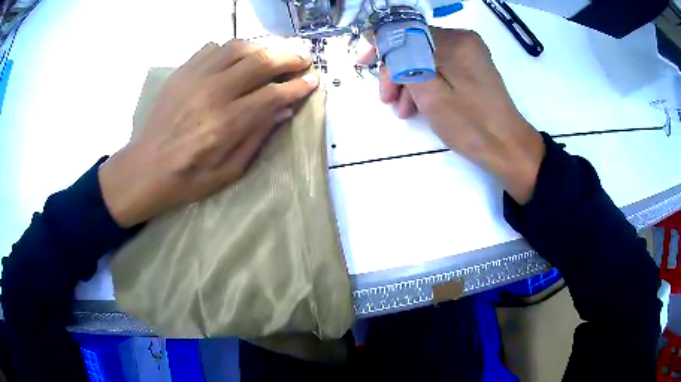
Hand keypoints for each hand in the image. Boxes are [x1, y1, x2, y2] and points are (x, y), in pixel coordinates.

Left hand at [99, 40, 318, 226]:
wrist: (145, 168)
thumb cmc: (187, 178)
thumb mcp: (228, 172)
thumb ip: (257, 138)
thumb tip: (283, 111)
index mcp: (226, 123)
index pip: (272, 94)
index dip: (297, 86)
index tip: (312, 81)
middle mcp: (212, 93)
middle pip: (260, 61)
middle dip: (288, 57)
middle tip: (302, 59)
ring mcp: (194, 78)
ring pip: (238, 47)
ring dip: (262, 48)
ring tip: (272, 56)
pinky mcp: (182, 72)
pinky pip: (212, 48)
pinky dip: (230, 49)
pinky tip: (235, 60)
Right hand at [359, 28, 544, 203]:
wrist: (508, 148)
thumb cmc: (471, 125)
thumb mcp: (431, 94)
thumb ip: (404, 62)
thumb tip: (383, 38)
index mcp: (455, 42)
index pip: (407, 32)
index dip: (382, 46)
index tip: (363, 63)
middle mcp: (464, 40)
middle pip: (416, 45)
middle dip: (397, 70)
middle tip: (387, 99)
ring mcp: (470, 53)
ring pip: (427, 58)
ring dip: (410, 80)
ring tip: (403, 111)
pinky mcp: (473, 67)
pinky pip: (440, 67)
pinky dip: (426, 83)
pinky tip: (419, 106)